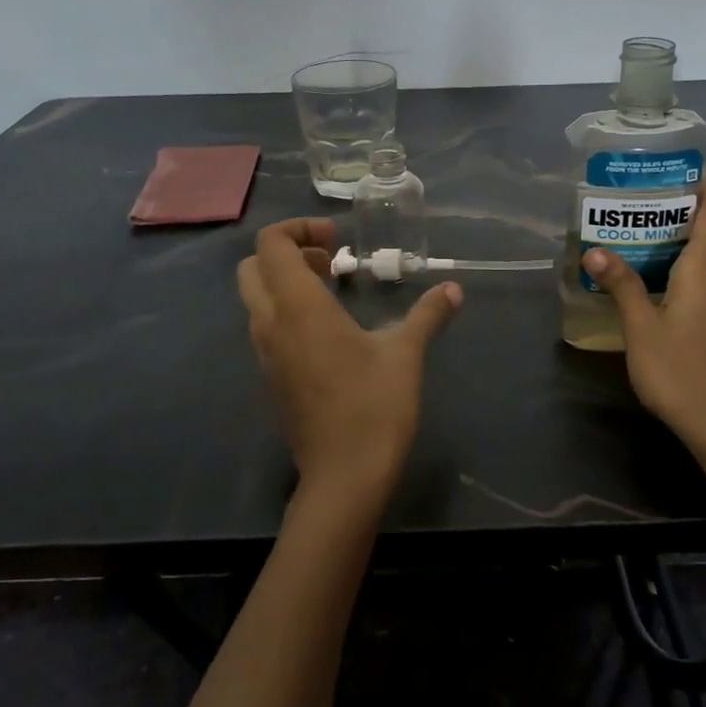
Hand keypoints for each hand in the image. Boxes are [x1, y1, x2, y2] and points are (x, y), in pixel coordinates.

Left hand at [237, 218, 462, 514]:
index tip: (338, 241)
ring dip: (286, 282)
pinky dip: (286, 310)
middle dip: (287, 252)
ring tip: (333, 290)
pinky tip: (329, 330)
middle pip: (252, 267)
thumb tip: (453, 289)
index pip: (271, 244)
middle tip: (331, 261)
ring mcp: (266, 353)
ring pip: (256, 298)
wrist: (344, 477)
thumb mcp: (406, 354)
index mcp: (298, 307)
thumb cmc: (374, 407)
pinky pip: (266, 326)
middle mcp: (271, 324)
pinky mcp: (272, 377)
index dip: (299, 229)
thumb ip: (427, 315)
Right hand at [580, 175, 705, 455]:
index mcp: (704, 270)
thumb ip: (622, 285)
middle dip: (699, 203)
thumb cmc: (679, 370)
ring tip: (656, 218)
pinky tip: (663, 267)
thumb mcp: (642, 326)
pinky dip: (692, 256)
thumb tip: (595, 249)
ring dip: (696, 230)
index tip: (688, 164)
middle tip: (660, 189)